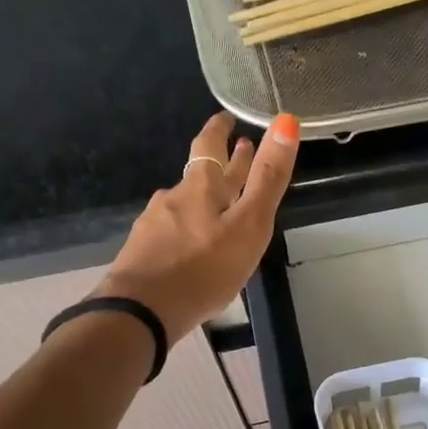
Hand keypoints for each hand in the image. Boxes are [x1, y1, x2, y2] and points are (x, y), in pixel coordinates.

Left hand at [94, 112, 298, 343]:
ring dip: (205, 198)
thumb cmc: (204, 268)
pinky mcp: (143, 252)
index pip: (210, 144)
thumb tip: (286, 121)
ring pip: (185, 203)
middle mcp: (174, 197)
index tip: (227, 117)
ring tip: (220, 206)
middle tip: (238, 151)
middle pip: (200, 173)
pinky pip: (171, 232)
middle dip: (221, 163)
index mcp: (202, 186)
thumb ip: (268, 178)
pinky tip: (191, 245)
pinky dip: (188, 229)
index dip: (220, 129)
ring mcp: (154, 224)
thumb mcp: (249, 224)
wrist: (142, 311)